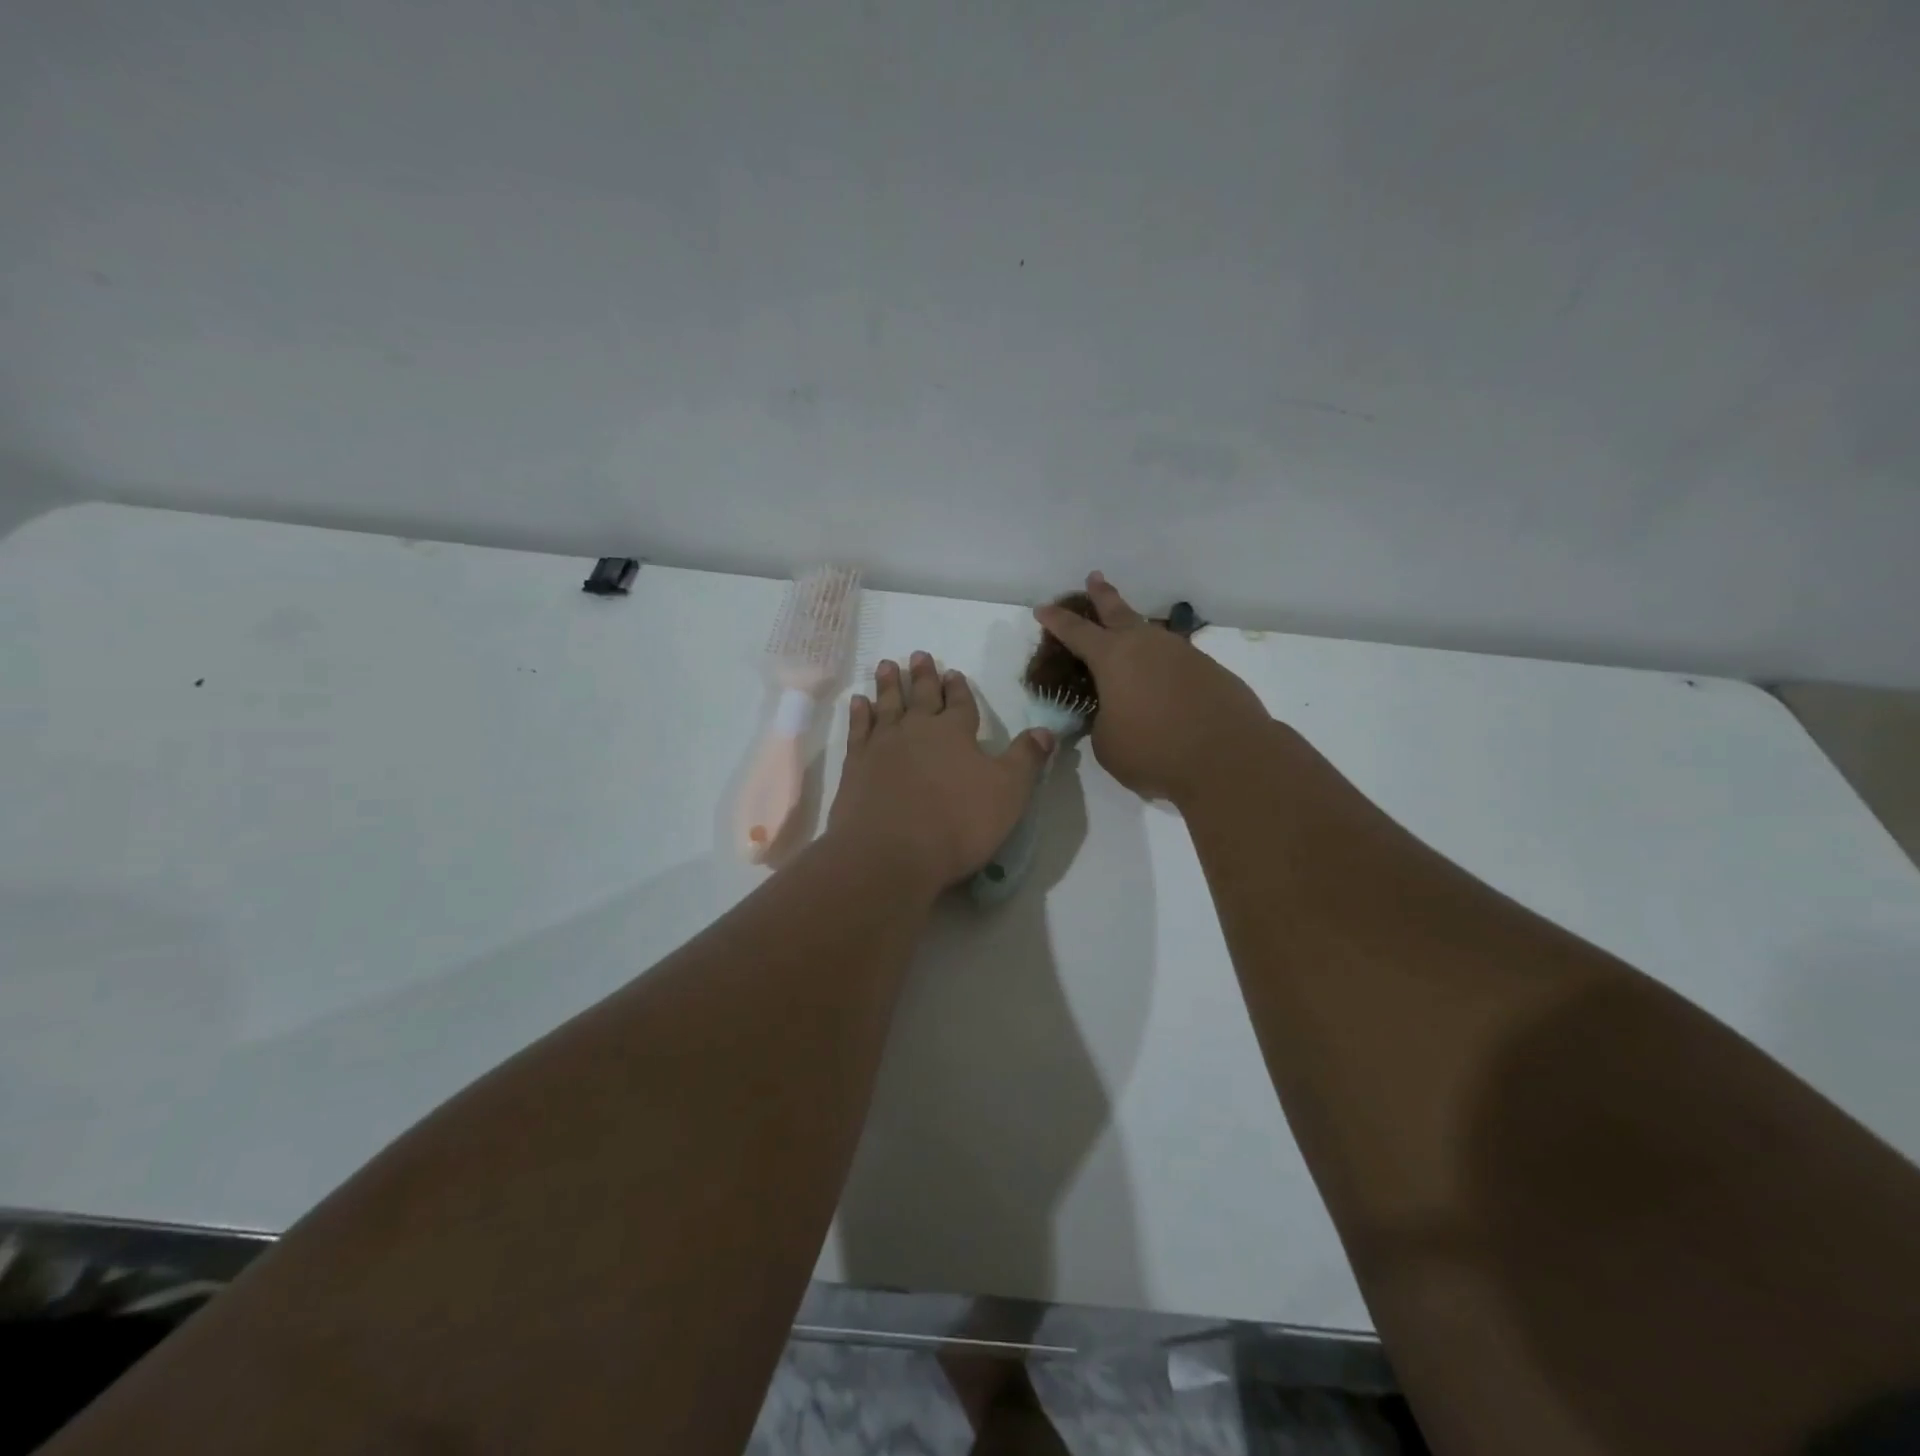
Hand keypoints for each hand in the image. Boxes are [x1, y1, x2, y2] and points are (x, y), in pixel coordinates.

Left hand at [828, 652, 1054, 889]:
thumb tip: (1045, 730)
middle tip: (918, 654)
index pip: (960, 703)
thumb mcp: (1009, 792)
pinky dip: (859, 714)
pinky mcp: (856, 765)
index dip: (958, 688)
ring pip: (887, 705)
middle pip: (921, 695)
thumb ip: (1026, 759)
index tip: (953, 671)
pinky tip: (859, 702)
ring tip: (887, 665)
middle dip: (923, 675)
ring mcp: (882, 745)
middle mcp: (918, 730)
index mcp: (955, 732)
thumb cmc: (958, 822)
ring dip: (889, 685)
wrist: (890, 851)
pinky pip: (859, 729)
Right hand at [1035, 572, 1272, 803]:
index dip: (1056, 620)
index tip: (1042, 608)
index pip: (1076, 632)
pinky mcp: (1211, 671)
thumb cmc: (1154, 750)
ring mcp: (1183, 654)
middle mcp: (1147, 645)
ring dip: (1137, 633)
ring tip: (1129, 639)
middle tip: (1094, 577)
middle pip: (1119, 611)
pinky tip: (1164, 684)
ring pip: (1152, 635)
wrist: (1229, 757)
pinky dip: (1164, 668)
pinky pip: (1177, 662)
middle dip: (1102, 595)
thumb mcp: (1107, 742)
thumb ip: (1103, 721)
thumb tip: (1114, 714)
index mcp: (1113, 658)